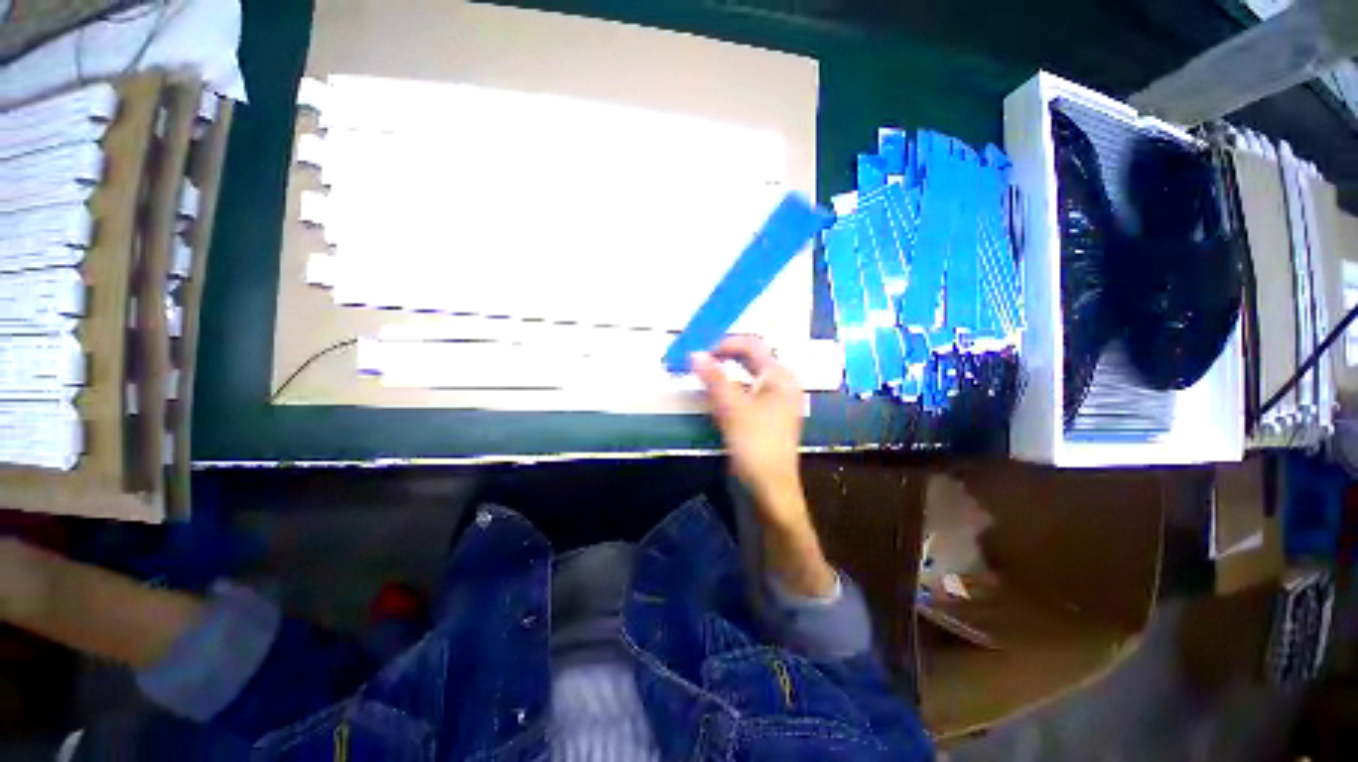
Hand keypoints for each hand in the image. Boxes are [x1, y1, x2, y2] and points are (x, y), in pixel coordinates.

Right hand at [690, 336, 803, 518]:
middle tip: (694, 358)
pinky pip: (740, 395)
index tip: (697, 350)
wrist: (768, 493)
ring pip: (742, 378)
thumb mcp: (733, 409)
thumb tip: (695, 353)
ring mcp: (770, 403)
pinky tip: (707, 395)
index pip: (752, 345)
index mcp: (780, 377)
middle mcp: (779, 385)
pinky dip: (723, 391)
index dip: (724, 343)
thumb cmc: (756, 447)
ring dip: (719, 374)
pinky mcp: (760, 419)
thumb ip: (714, 378)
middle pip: (748, 360)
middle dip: (721, 357)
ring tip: (695, 374)